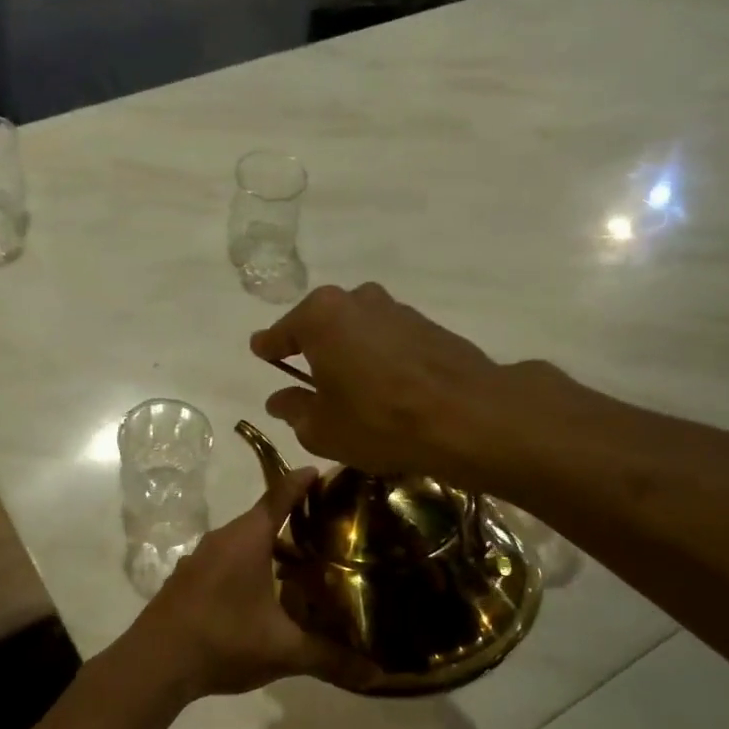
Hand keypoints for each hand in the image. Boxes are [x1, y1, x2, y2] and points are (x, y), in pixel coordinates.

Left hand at [137, 467, 374, 698]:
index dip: (303, 482)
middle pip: (262, 520)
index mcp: (247, 539)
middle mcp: (222, 539)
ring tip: (301, 569)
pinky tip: (261, 596)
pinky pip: (225, 562)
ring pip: (243, 544)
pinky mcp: (186, 580)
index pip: (280, 496)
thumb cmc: (223, 641)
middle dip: (294, 523)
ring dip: (270, 550)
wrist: (154, 663)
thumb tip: (377, 674)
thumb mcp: (283, 651)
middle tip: (329, 534)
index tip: (323, 473)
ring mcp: (199, 559)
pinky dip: (247, 568)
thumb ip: (330, 658)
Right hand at [250, 282, 525, 479]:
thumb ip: (294, 409)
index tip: (261, 352)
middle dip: (313, 347)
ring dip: (350, 351)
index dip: (269, 347)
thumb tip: (280, 399)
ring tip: (351, 386)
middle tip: (308, 377)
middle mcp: (357, 300)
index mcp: (320, 317)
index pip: (281, 332)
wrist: (466, 416)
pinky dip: (380, 357)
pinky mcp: (429, 325)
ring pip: (358, 329)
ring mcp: (397, 309)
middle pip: (322, 324)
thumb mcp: (321, 428)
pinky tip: (386, 386)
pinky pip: (389, 339)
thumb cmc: (378, 421)